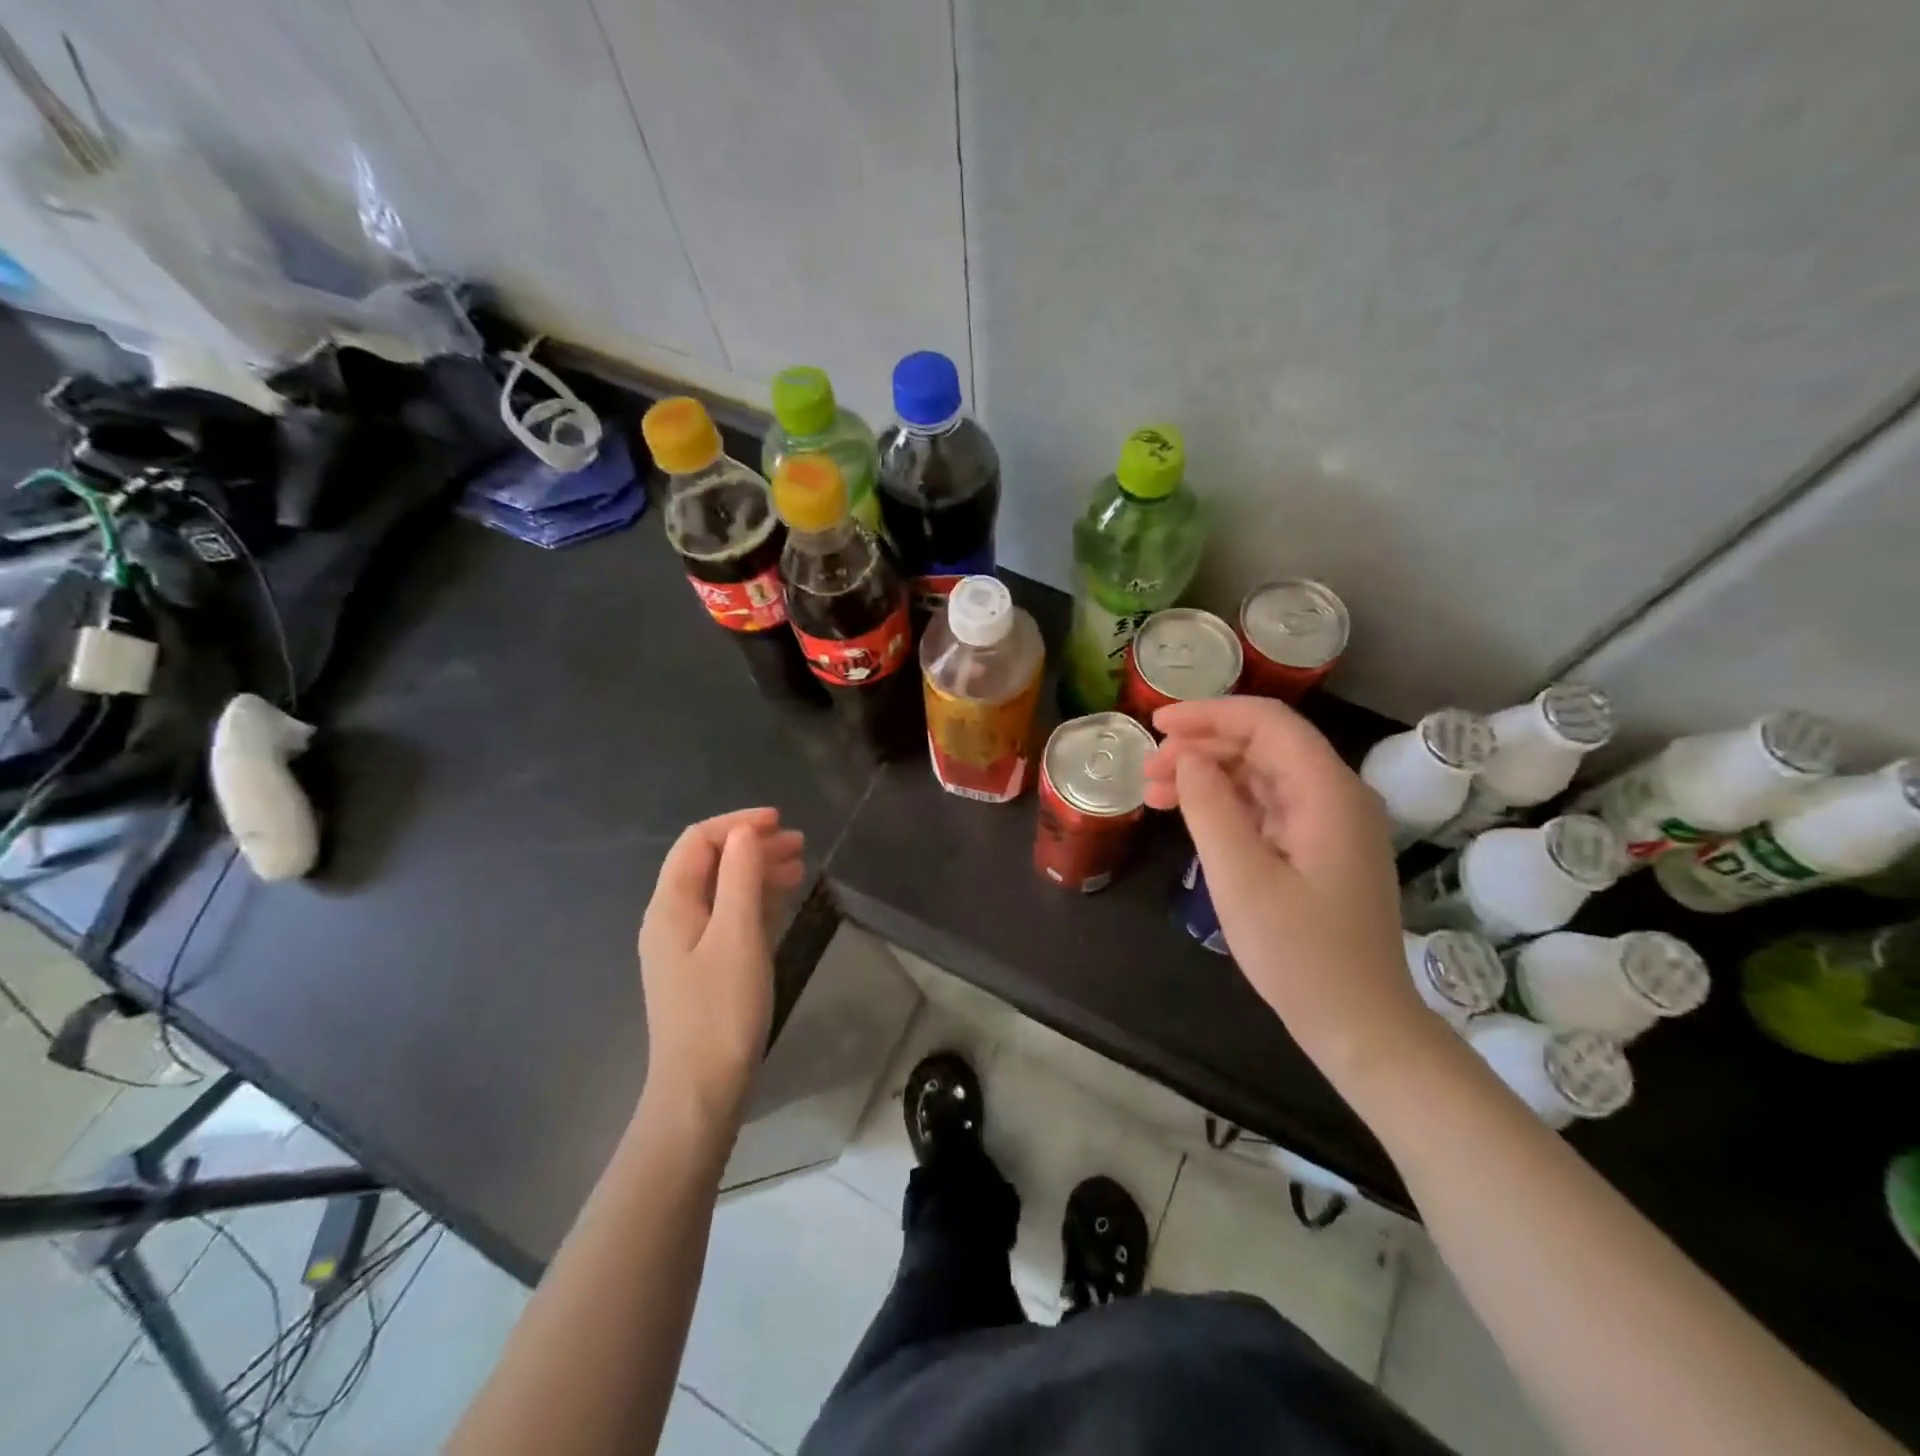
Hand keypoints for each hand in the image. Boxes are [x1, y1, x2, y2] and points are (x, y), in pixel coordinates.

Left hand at [637, 808, 806, 1123]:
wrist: (702, 1090)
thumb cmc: (721, 1009)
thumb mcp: (738, 935)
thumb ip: (741, 877)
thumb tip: (744, 832)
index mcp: (670, 905)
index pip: (698, 842)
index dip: (737, 823)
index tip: (780, 821)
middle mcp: (671, 918)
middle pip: (709, 863)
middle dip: (751, 845)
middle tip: (799, 843)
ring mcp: (685, 945)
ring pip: (721, 890)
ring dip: (756, 871)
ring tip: (799, 866)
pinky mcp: (702, 967)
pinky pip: (727, 917)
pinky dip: (754, 900)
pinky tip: (781, 900)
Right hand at [1145, 697, 1437, 1086]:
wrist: (1359, 1024)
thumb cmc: (1299, 953)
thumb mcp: (1241, 877)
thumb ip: (1210, 807)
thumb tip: (1186, 758)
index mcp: (1328, 792)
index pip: (1268, 723)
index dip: (1209, 714)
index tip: (1156, 726)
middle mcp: (1336, 796)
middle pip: (1263, 745)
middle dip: (1200, 748)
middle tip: (1146, 770)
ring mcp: (1330, 824)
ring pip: (1262, 775)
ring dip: (1208, 776)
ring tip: (1153, 794)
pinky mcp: (1319, 849)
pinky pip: (1268, 807)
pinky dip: (1226, 805)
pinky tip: (1190, 816)